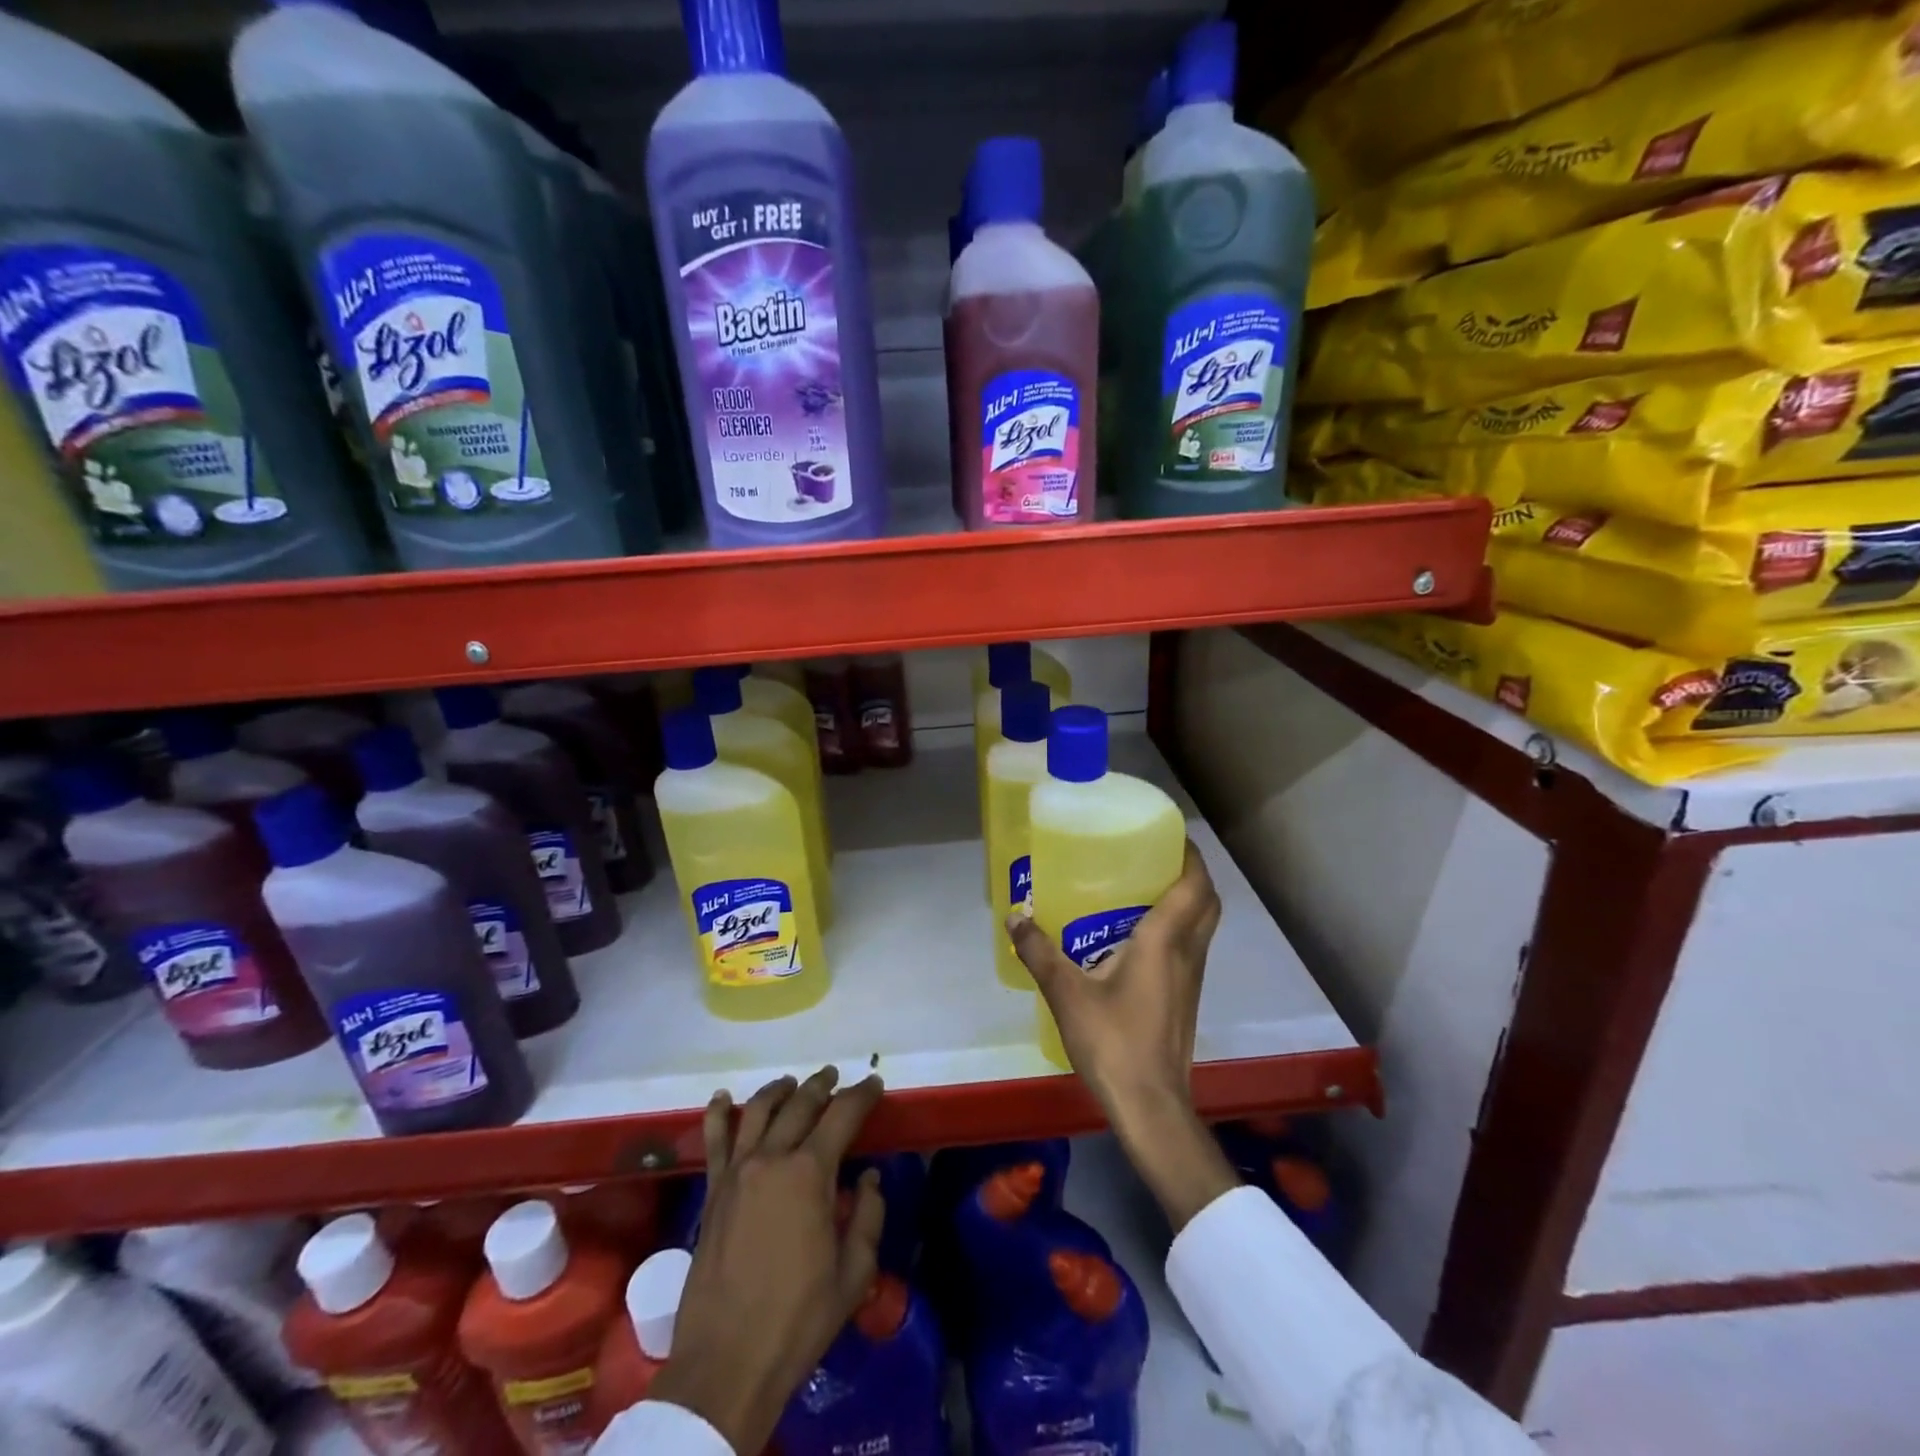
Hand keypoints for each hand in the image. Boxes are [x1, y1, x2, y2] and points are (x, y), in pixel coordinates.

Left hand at [651, 1067, 884, 1453]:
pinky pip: (714, 1139)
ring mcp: (737, 1171)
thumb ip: (869, 1217)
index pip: (842, 1114)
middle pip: (801, 1104)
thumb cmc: (798, 1318)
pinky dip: (719, 1112)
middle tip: (835, 1077)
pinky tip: (723, 1097)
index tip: (874, 1083)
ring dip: (780, 1090)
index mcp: (811, 1173)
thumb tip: (870, 1179)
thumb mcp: (854, 1274)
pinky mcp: (713, 1191)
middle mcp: (772, 1158)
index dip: (862, 1094)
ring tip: (792, 1083)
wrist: (727, 1362)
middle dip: (822, 1085)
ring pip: (759, 1111)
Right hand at [1009, 839, 1220, 1116]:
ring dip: (1186, 901)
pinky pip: (1191, 948)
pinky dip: (1178, 929)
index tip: (1168, 834)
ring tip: (1143, 889)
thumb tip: (1015, 915)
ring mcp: (1192, 978)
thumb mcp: (1066, 993)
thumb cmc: (1113, 1042)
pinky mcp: (1186, 998)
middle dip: (1191, 874)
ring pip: (1203, 926)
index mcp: (1164, 941)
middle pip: (1207, 901)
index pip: (1194, 884)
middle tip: (1154, 859)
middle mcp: (1187, 953)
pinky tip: (1137, 939)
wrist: (1150, 1105)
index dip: (1189, 854)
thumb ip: (1039, 951)